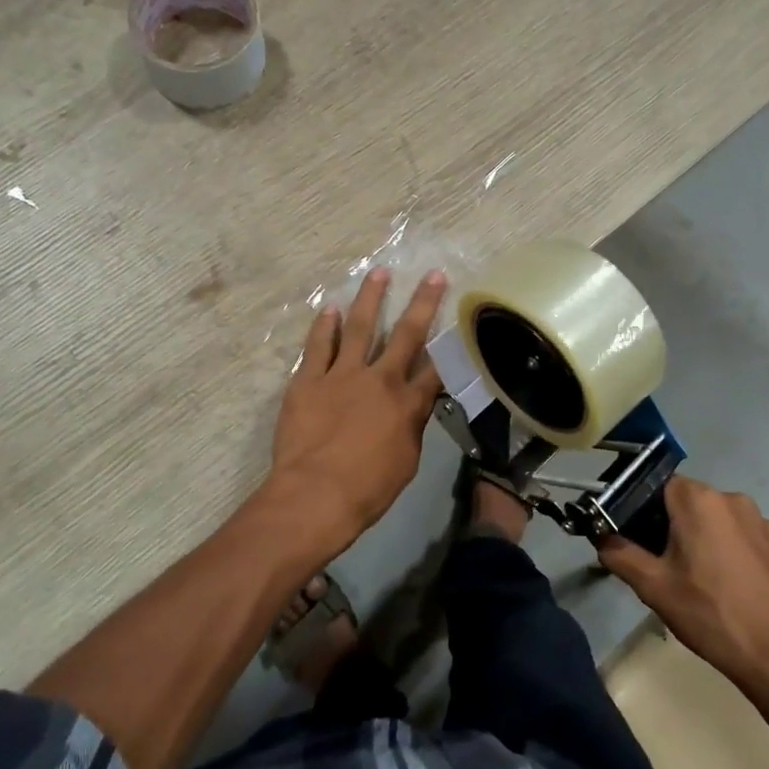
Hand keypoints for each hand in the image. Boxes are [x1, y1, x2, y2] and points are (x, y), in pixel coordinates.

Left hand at [270, 267, 446, 542]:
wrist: (315, 495)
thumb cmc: (367, 489)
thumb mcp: (406, 462)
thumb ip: (412, 427)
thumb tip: (417, 405)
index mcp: (407, 404)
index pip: (436, 367)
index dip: (451, 342)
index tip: (460, 319)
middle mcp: (379, 379)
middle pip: (406, 334)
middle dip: (423, 303)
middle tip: (433, 274)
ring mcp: (341, 375)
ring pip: (359, 327)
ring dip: (370, 298)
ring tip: (379, 273)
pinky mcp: (308, 379)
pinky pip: (318, 345)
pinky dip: (324, 325)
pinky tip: (329, 307)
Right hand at [597, 478, 768, 741]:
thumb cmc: (712, 615)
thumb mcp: (653, 587)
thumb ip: (619, 554)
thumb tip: (601, 538)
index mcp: (699, 500)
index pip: (654, 484)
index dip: (637, 508)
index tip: (631, 539)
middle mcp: (731, 498)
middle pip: (684, 501)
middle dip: (666, 526)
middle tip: (657, 565)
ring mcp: (760, 521)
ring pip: (712, 519)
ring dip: (696, 538)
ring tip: (691, 580)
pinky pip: (738, 535)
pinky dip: (723, 550)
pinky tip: (723, 587)